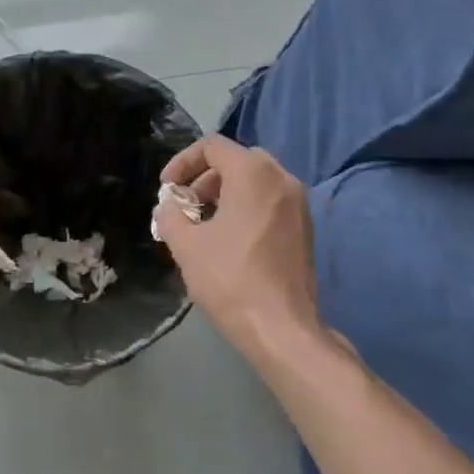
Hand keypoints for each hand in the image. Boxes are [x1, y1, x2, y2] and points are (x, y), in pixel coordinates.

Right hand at [154, 136, 323, 356]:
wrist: (281, 327)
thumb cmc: (230, 279)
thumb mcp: (186, 246)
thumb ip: (171, 216)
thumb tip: (169, 207)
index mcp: (253, 173)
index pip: (212, 146)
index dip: (182, 162)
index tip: (167, 190)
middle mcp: (282, 178)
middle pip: (237, 160)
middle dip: (205, 178)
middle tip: (186, 205)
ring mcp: (299, 204)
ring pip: (257, 181)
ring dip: (226, 193)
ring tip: (204, 224)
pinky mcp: (306, 228)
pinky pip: (271, 201)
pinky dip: (248, 207)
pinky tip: (230, 239)